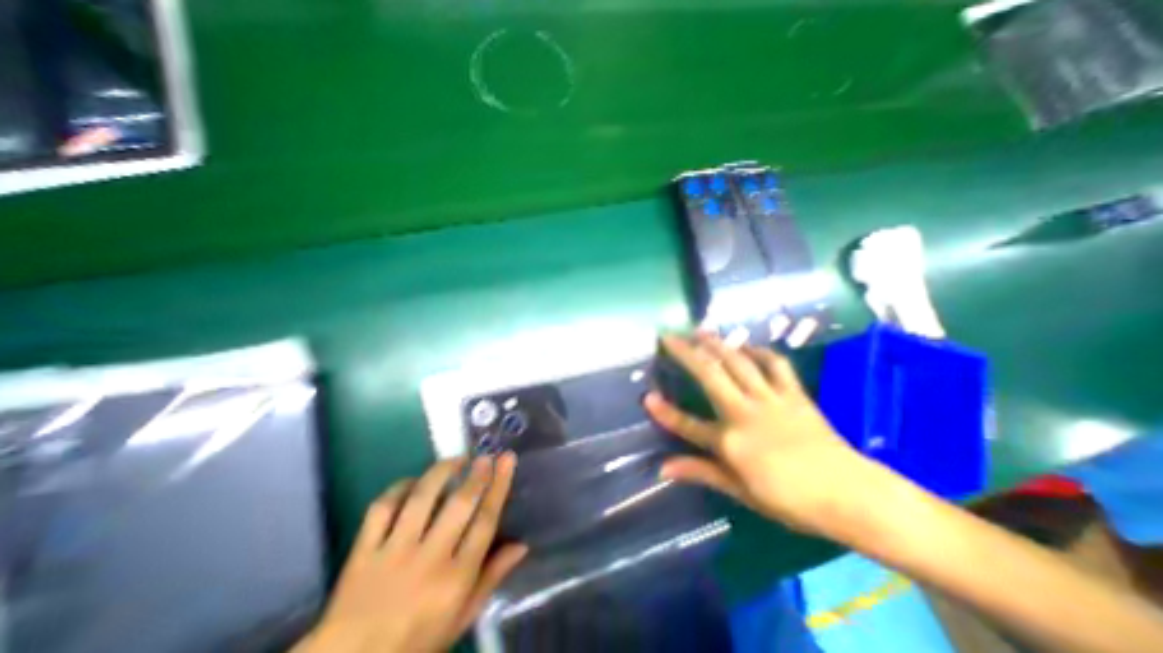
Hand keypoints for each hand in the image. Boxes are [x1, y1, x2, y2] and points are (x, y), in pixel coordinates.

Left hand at [304, 455, 530, 652]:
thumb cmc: (416, 641)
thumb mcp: (461, 618)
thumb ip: (491, 578)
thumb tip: (521, 545)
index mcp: (455, 580)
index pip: (485, 521)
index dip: (499, 486)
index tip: (507, 460)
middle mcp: (427, 560)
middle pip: (459, 504)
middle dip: (476, 474)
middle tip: (485, 457)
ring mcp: (392, 553)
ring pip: (421, 498)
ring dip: (442, 472)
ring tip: (456, 460)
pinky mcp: (363, 552)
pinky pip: (382, 508)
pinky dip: (399, 487)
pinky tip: (413, 481)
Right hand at [640, 332, 876, 534]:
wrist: (851, 495)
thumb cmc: (792, 500)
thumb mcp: (741, 491)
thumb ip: (701, 472)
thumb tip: (663, 469)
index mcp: (731, 442)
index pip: (688, 425)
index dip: (665, 412)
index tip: (647, 397)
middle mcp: (745, 413)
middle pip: (710, 375)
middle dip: (686, 353)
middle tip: (670, 335)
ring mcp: (771, 399)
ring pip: (738, 363)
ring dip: (717, 344)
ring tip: (701, 331)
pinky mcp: (794, 394)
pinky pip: (775, 364)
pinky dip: (759, 351)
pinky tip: (747, 345)